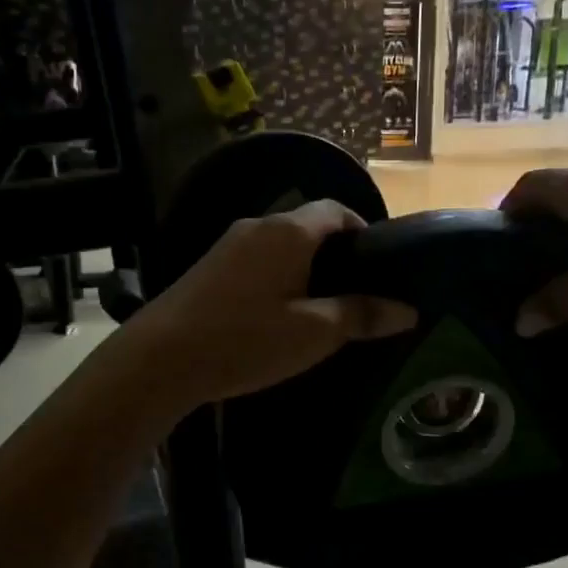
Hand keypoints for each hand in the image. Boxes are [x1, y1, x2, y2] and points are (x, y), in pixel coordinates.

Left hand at [132, 200, 416, 404]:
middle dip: (335, 253)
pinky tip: (276, 315)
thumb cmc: (246, 339)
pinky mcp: (207, 267)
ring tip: (319, 308)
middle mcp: (257, 226)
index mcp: (288, 231)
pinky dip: (276, 277)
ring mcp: (227, 244)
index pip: (336, 209)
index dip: (362, 230)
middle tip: (354, 293)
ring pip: (280, 245)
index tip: (378, 266)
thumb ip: (361, 315)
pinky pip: (255, 260)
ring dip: (303, 267)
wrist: (160, 358)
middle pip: (307, 226)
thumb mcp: (314, 333)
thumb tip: (407, 310)